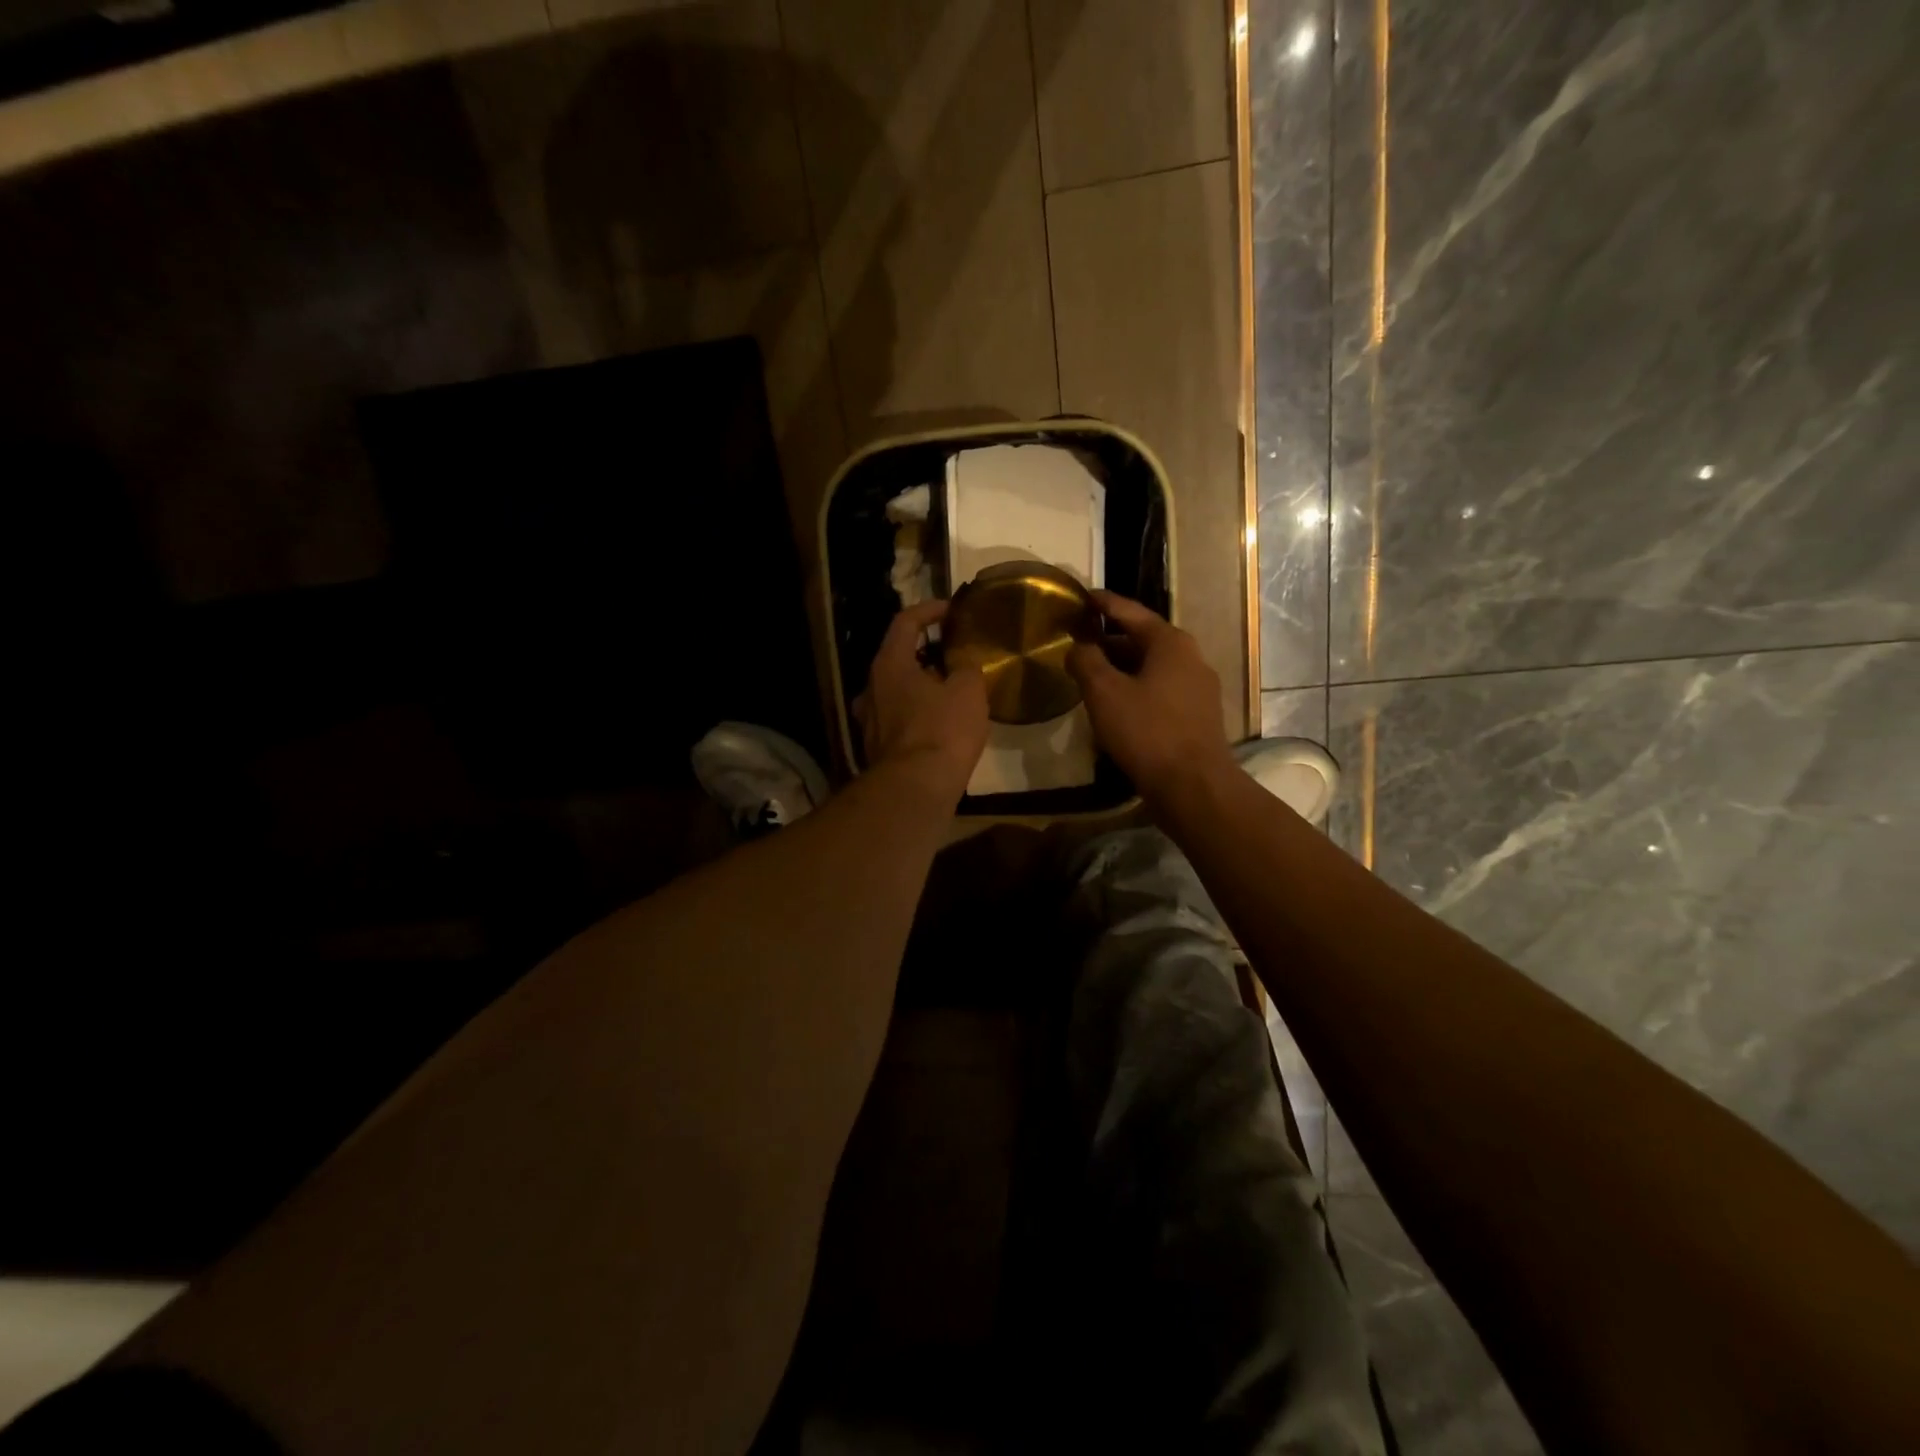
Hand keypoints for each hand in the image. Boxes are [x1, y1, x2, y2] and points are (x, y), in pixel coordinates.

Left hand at [853, 600, 989, 802]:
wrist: (916, 789)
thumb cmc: (943, 730)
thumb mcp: (968, 690)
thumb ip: (966, 668)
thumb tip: (962, 665)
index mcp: (889, 665)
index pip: (905, 622)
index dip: (929, 610)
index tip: (951, 609)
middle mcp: (871, 688)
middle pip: (897, 658)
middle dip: (926, 653)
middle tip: (953, 654)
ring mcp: (870, 721)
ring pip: (896, 691)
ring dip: (921, 686)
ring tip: (950, 691)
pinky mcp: (877, 749)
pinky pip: (898, 719)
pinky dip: (917, 713)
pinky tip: (940, 724)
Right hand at [1067, 591, 1236, 810]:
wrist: (1193, 786)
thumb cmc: (1147, 731)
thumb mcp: (1104, 692)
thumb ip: (1086, 661)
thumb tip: (1078, 645)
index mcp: (1170, 642)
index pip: (1130, 612)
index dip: (1103, 603)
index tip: (1081, 597)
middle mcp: (1190, 657)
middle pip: (1143, 639)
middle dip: (1109, 638)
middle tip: (1078, 639)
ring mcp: (1198, 688)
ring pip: (1151, 667)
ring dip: (1120, 667)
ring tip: (1089, 673)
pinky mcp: (1196, 715)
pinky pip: (1160, 690)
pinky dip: (1135, 687)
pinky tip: (1114, 704)